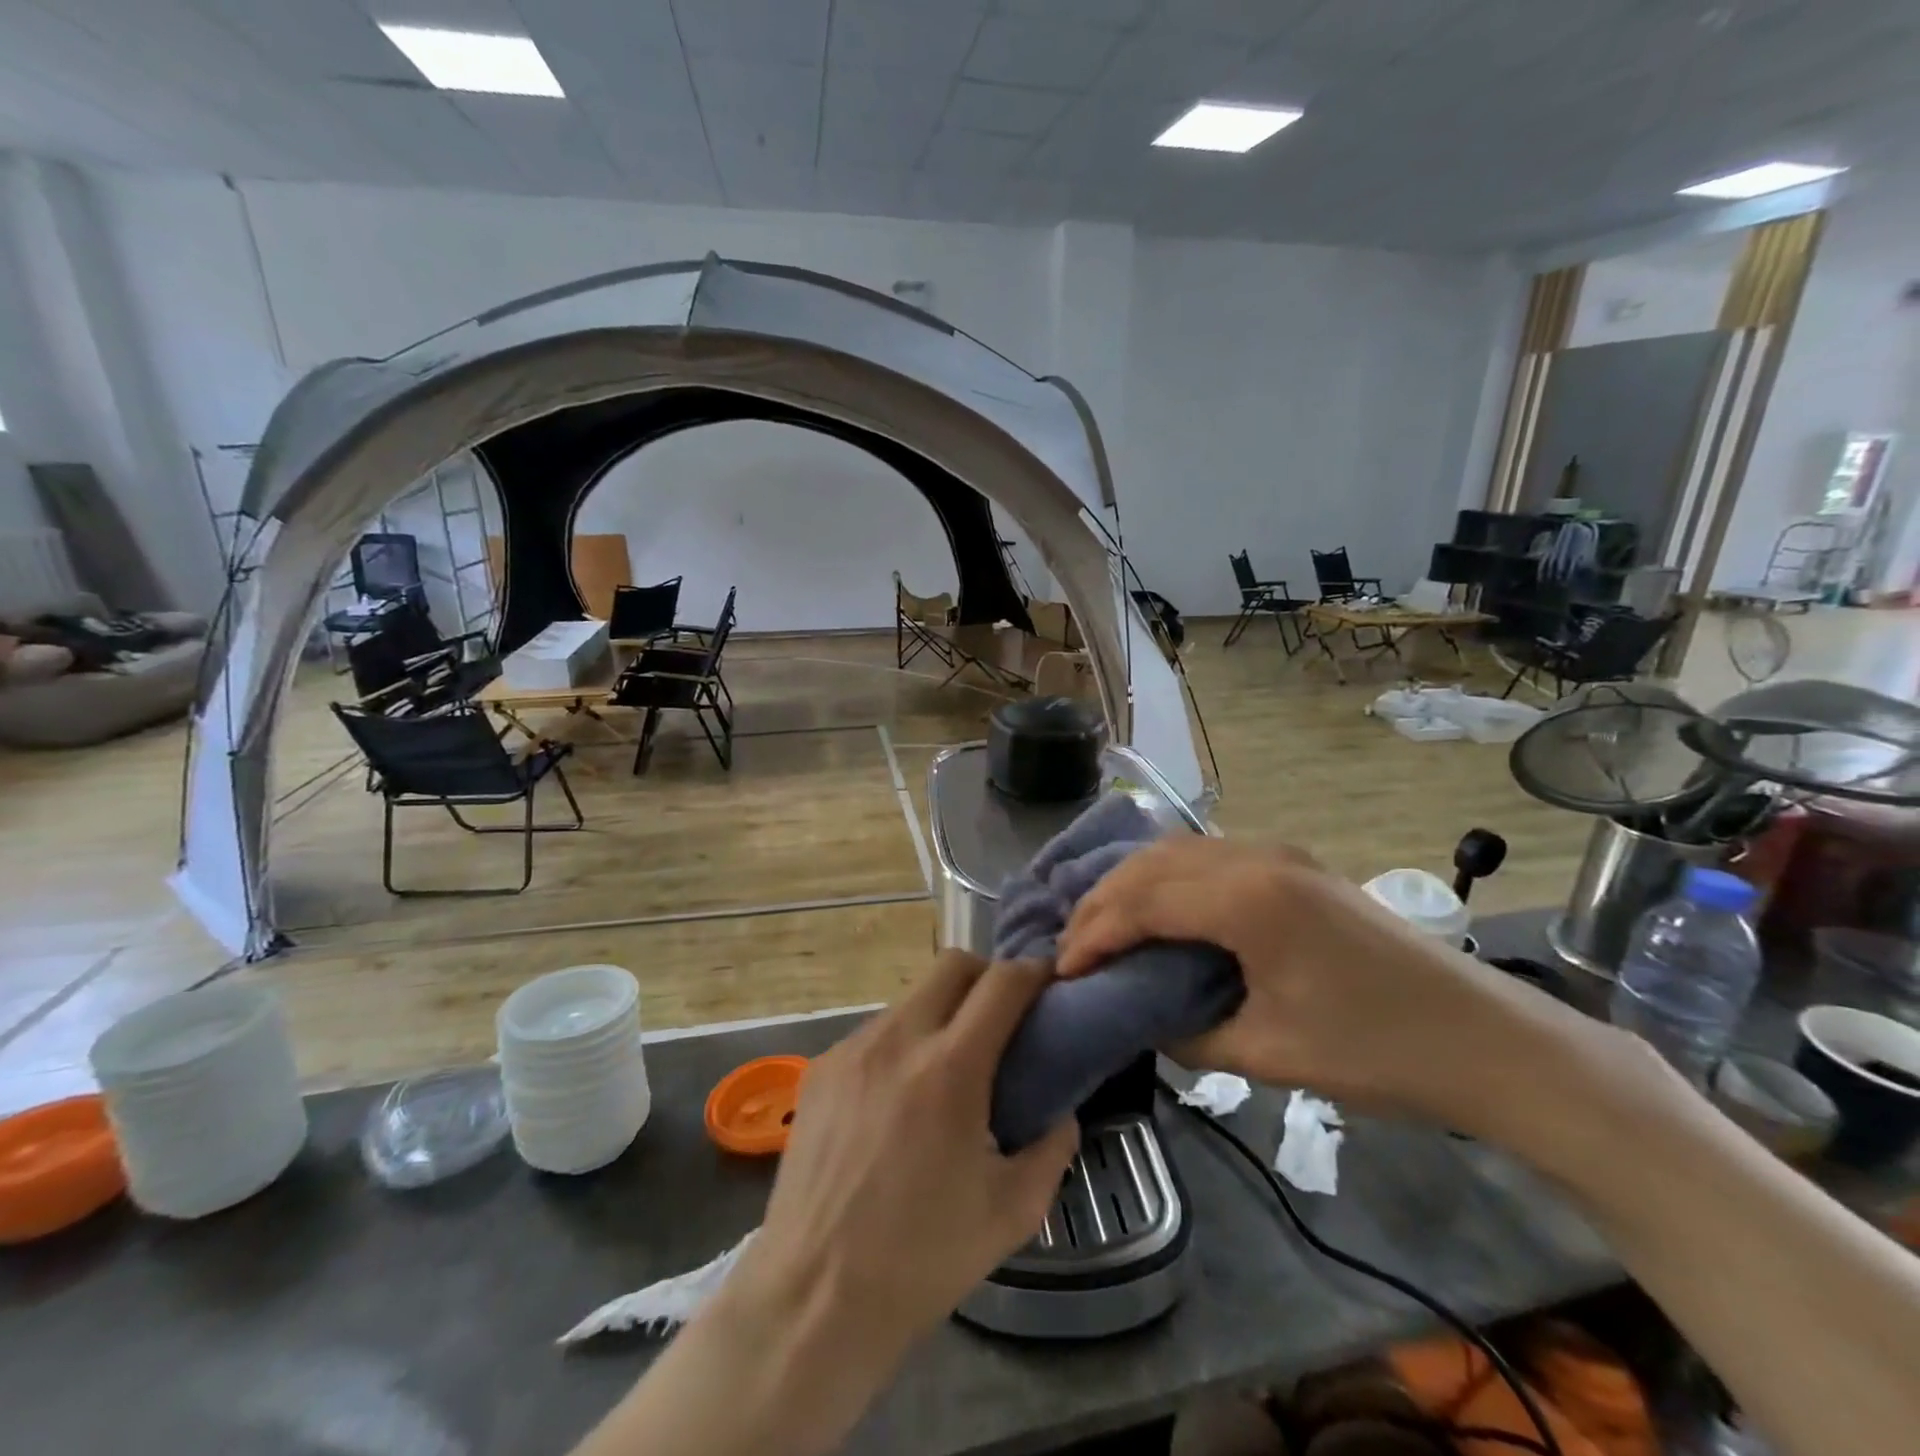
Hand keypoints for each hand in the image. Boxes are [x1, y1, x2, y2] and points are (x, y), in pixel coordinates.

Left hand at [719, 953, 1078, 1442]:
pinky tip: (896, 1101)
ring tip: (946, 1069)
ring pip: (910, 998)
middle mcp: (898, 1039)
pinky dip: (900, 1045)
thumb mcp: (1012, 1212)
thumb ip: (1051, 1148)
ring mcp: (852, 1049)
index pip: (1002, 983)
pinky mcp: (820, 1067)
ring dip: (940, 1013)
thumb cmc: (921, 1259)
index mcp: (950, 1068)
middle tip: (1002, 1017)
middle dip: (986, 976)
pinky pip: (873, 1034)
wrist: (813, 1299)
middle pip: (952, 965)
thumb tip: (1061, 1111)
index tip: (1048, 984)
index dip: (1033, 972)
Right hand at [1055, 838, 1573, 1127]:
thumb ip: (1189, 1033)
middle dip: (1101, 902)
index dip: (1093, 934)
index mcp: (1247, 900)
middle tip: (1071, 948)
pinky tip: (1158, 911)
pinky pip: (1207, 857)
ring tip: (1103, 927)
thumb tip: (1144, 1020)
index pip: (1141, 902)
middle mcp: (1255, 857)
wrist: (1489, 1040)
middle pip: (1150, 864)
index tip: (1062, 971)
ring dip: (1131, 884)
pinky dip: (1167, 879)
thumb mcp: (1270, 1054)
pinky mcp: (1294, 865)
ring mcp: (1279, 854)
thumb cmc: (1380, 1053)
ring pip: (1176, 851)